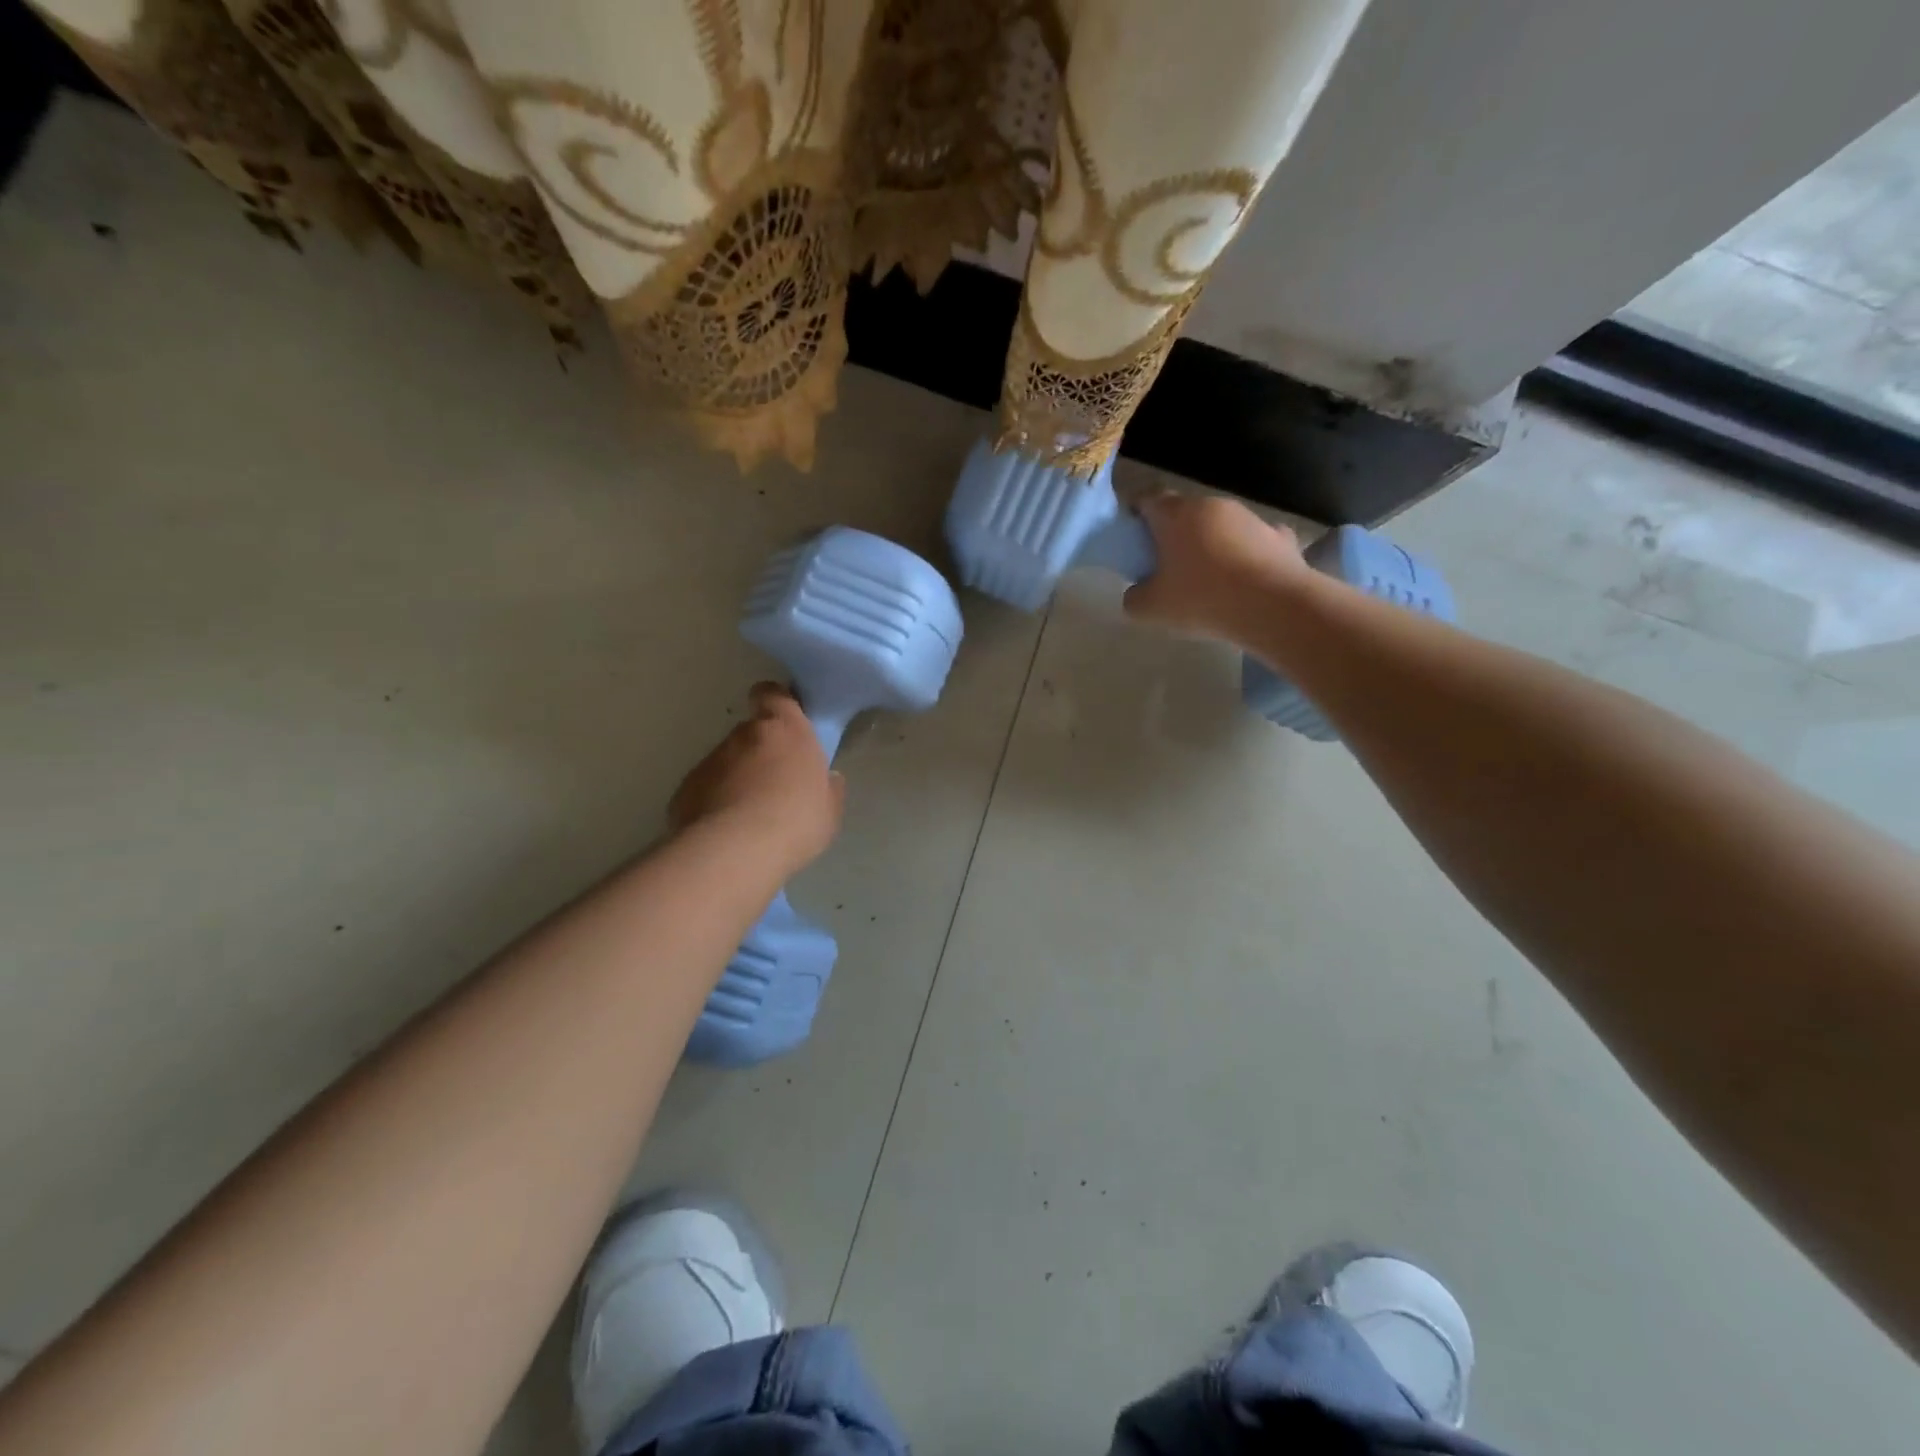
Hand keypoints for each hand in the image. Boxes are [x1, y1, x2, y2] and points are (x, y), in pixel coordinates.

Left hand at [670, 683, 845, 872]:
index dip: (776, 703)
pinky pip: (706, 788)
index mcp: (785, 730)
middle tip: (775, 785)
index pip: (773, 694)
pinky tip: (726, 830)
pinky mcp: (686, 788)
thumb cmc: (796, 821)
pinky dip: (715, 801)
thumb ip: (827, 787)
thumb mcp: (829, 809)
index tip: (783, 720)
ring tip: (749, 816)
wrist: (736, 851)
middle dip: (761, 752)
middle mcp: (744, 735)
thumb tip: (827, 779)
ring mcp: (711, 760)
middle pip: (751, 732)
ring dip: (737, 779)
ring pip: (727, 762)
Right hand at [1123, 491, 1308, 642]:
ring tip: (1210, 581)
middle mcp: (1212, 505)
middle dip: (1174, 534)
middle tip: (1168, 567)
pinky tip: (1246, 582)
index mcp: (1176, 514)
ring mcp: (1250, 517)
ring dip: (1211, 545)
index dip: (1137, 516)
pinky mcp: (1280, 536)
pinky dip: (1246, 556)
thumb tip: (1138, 592)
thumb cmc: (1202, 599)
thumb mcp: (1150, 609)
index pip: (1148, 499)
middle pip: (1185, 513)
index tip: (1134, 540)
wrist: (1274, 607)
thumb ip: (1134, 597)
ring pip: (1221, 526)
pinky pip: (1254, 542)